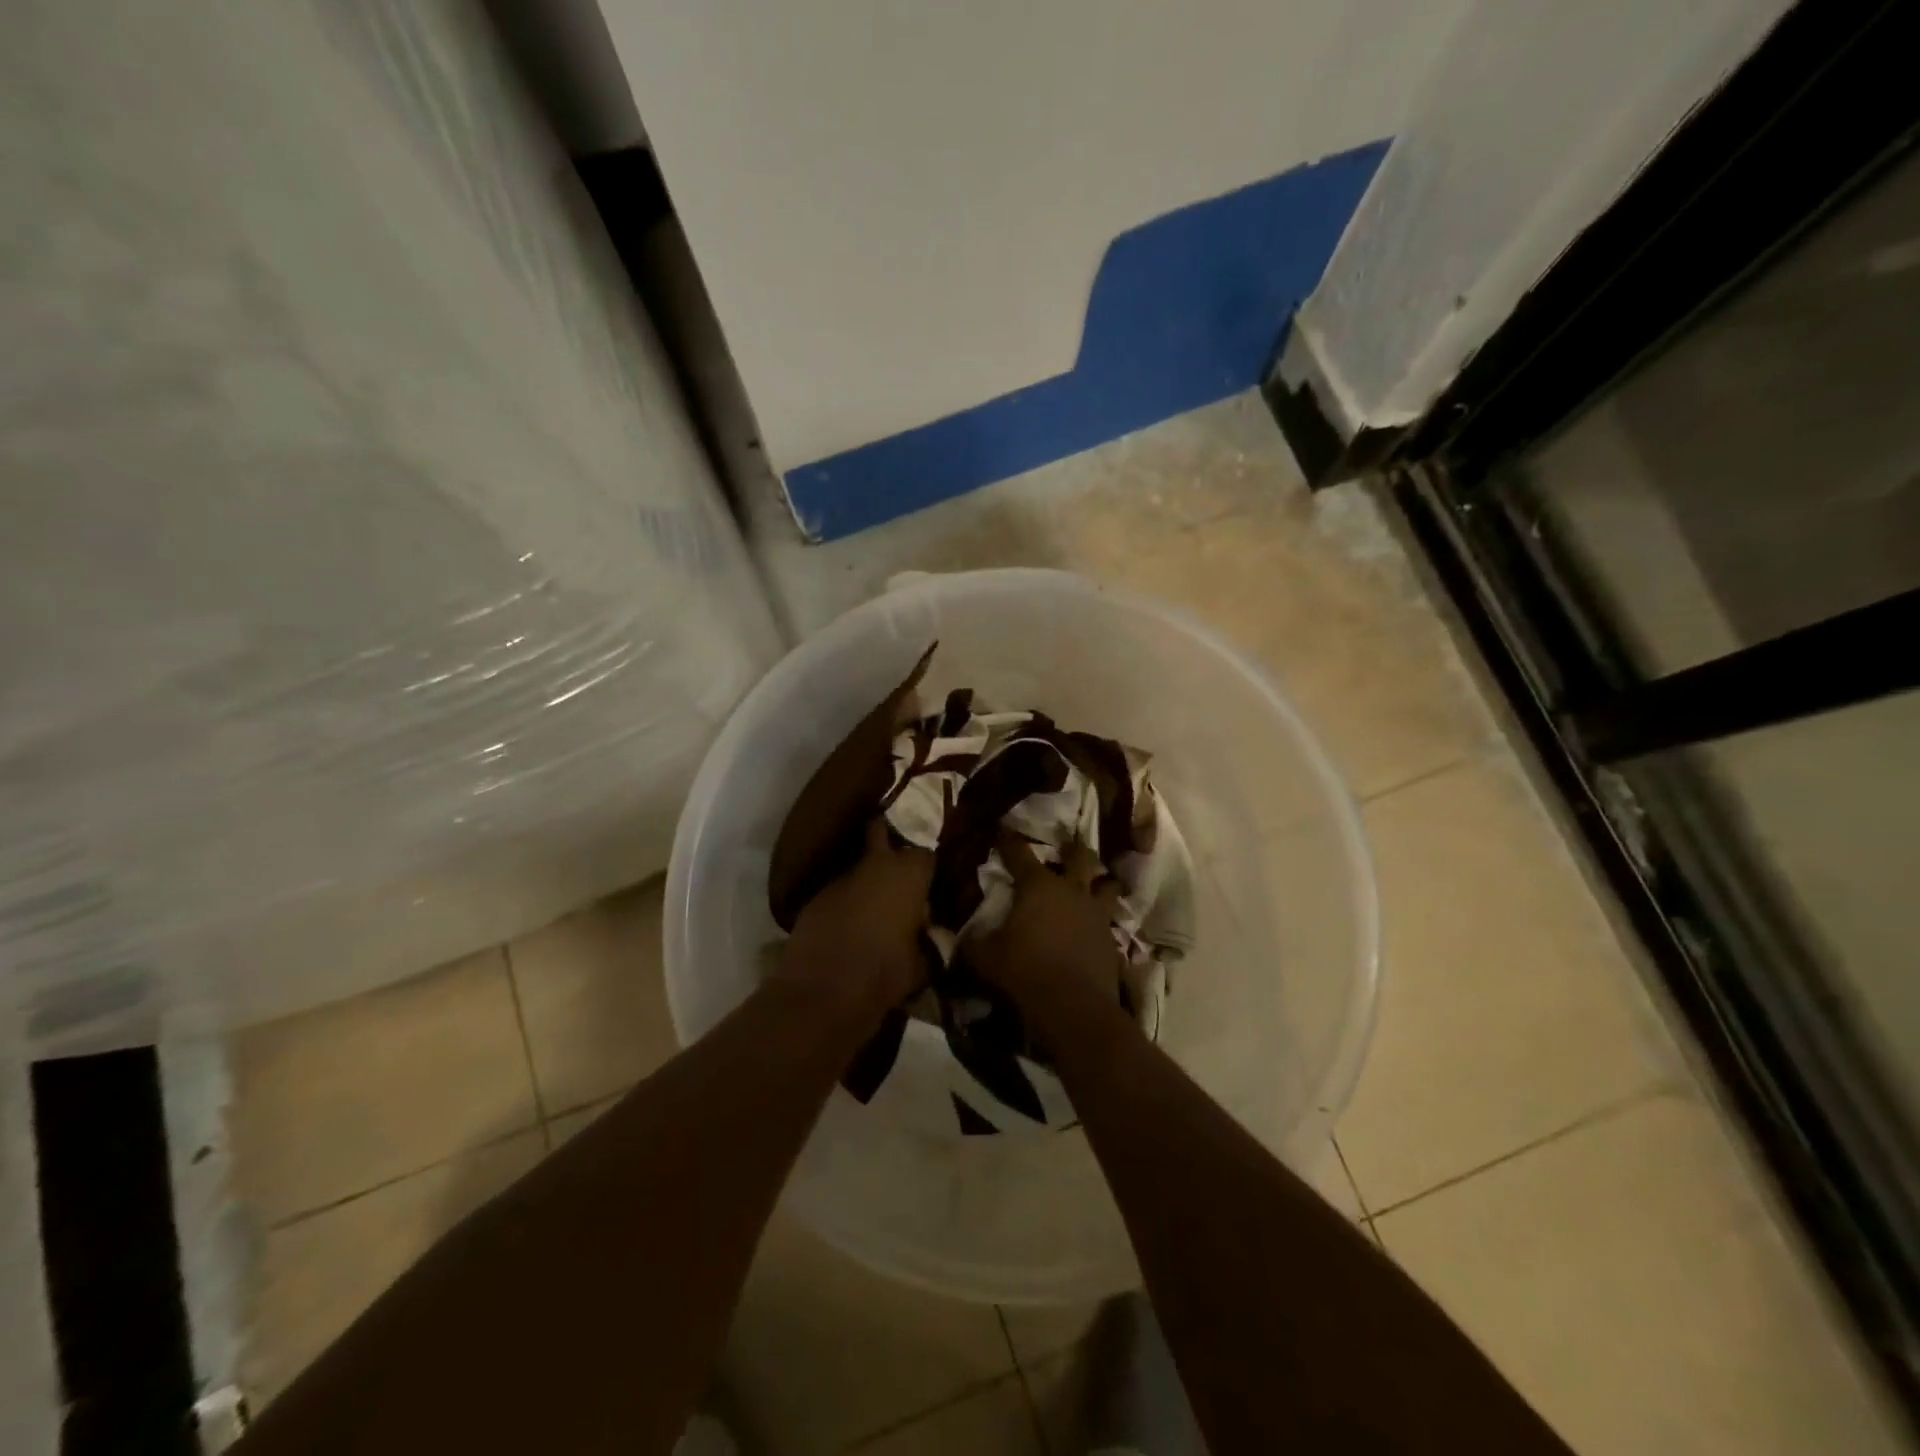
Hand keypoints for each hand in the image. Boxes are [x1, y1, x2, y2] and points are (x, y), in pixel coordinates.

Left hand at [781, 819, 933, 1020]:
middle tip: (899, 870)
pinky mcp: (815, 898)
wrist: (822, 992)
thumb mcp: (922, 964)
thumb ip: (928, 942)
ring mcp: (840, 879)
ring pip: (858, 867)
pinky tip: (849, 926)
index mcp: (908, 875)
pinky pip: (839, 892)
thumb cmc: (884, 974)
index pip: (926, 855)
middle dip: (888, 842)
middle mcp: (874, 865)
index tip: (931, 885)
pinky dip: (846, 902)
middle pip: (880, 833)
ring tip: (875, 907)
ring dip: (867, 880)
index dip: (928, 869)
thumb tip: (930, 938)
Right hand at [970, 832, 1126, 1033]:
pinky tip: (1096, 928)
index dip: (1008, 839)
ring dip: (1100, 882)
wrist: (1073, 1007)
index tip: (1002, 829)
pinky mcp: (1111, 940)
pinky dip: (1102, 921)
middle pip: (1079, 857)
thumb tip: (961, 935)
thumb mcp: (985, 958)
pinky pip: (1109, 922)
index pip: (1019, 853)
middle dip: (1072, 849)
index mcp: (1038, 886)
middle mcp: (1071, 891)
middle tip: (1067, 847)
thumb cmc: (1024, 971)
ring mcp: (1097, 914)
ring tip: (1096, 883)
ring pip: (1107, 885)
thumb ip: (972, 942)